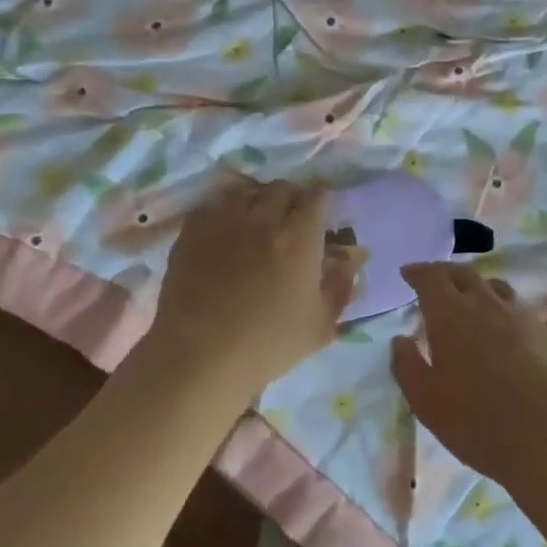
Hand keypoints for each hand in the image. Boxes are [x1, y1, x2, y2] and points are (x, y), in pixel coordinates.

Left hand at [147, 179, 361, 400]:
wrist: (199, 357)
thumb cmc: (267, 345)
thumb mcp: (320, 325)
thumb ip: (341, 286)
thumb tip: (353, 258)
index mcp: (299, 239)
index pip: (316, 197)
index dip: (321, 202)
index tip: (321, 216)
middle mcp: (263, 219)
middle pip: (282, 188)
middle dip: (292, 198)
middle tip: (291, 220)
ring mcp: (224, 221)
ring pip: (248, 192)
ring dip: (259, 200)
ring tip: (257, 220)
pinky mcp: (193, 231)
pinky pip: (214, 204)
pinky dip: (226, 209)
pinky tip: (227, 229)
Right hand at [390, 263, 546, 487]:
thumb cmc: (476, 422)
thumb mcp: (424, 401)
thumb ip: (407, 364)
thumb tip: (401, 339)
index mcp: (451, 315)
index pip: (431, 278)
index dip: (418, 272)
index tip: (408, 273)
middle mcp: (487, 304)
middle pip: (464, 274)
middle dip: (445, 274)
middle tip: (435, 282)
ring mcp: (522, 316)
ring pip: (496, 288)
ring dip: (478, 288)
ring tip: (471, 302)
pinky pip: (521, 312)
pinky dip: (505, 313)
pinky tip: (507, 334)